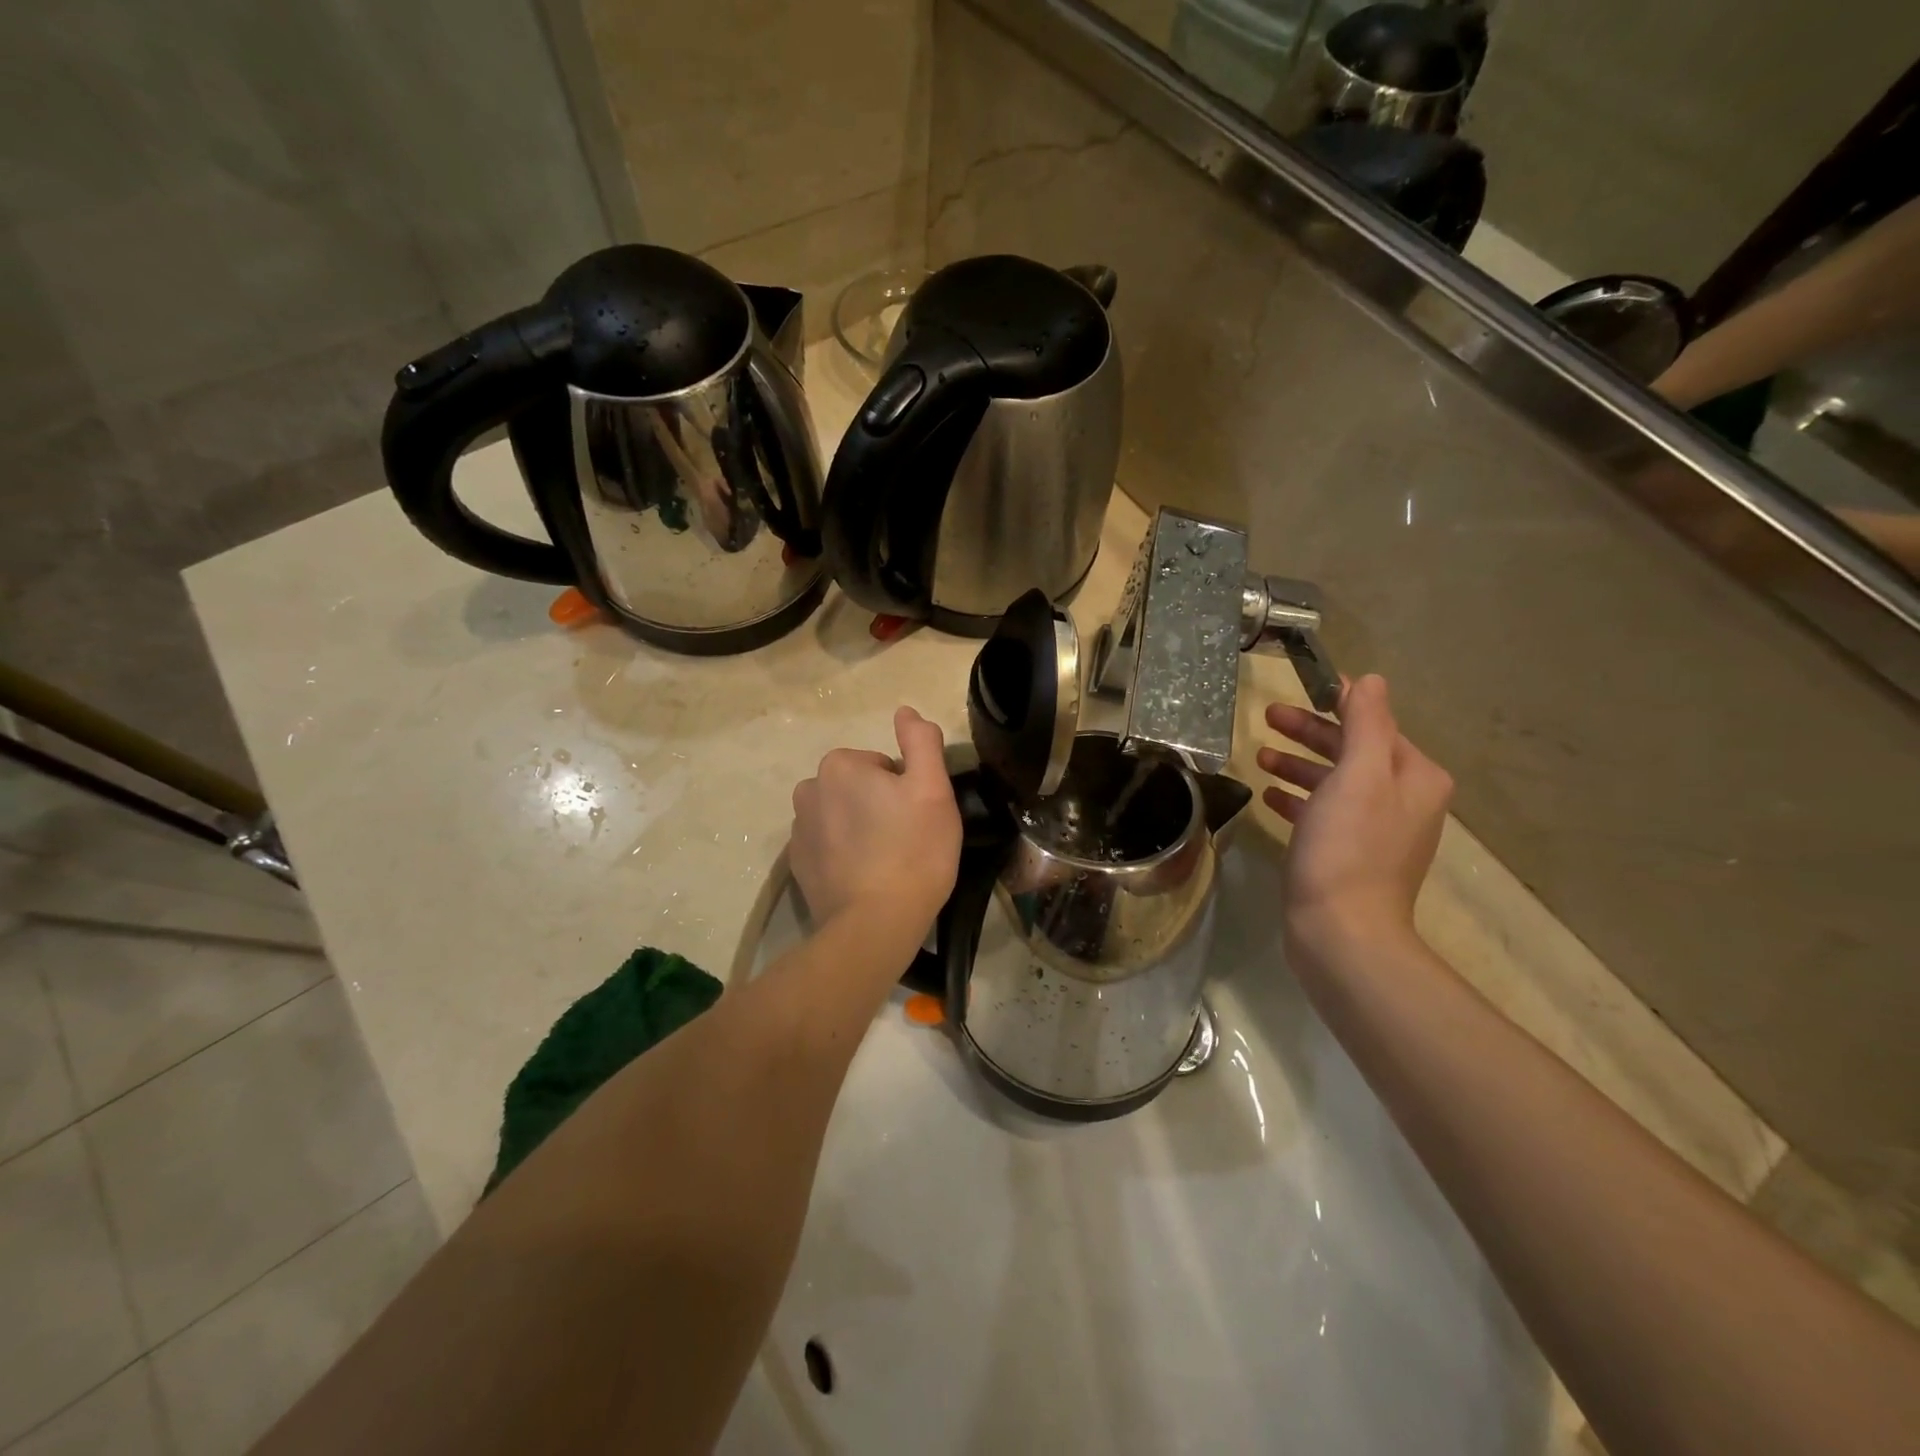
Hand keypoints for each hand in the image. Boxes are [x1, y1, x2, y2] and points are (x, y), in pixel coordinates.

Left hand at [789, 706, 960, 938]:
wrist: (876, 923)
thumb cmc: (913, 850)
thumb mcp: (933, 788)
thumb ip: (921, 741)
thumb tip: (905, 711)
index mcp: (839, 765)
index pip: (882, 765)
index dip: (905, 789)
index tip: (917, 818)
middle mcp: (809, 789)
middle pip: (858, 788)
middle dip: (880, 805)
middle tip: (906, 839)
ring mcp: (798, 830)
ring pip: (842, 815)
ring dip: (861, 828)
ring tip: (886, 861)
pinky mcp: (797, 865)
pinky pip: (828, 845)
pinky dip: (844, 854)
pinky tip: (865, 877)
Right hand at [1257, 675, 1452, 961]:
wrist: (1342, 932)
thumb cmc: (1348, 847)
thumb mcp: (1358, 774)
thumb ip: (1366, 723)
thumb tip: (1369, 680)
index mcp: (1414, 776)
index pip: (1374, 722)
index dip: (1337, 702)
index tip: (1298, 688)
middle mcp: (1403, 799)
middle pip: (1352, 750)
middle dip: (1310, 732)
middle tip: (1266, 717)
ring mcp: (1376, 830)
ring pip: (1334, 781)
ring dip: (1298, 764)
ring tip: (1260, 756)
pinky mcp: (1348, 855)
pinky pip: (1322, 813)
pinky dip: (1298, 799)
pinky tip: (1269, 797)